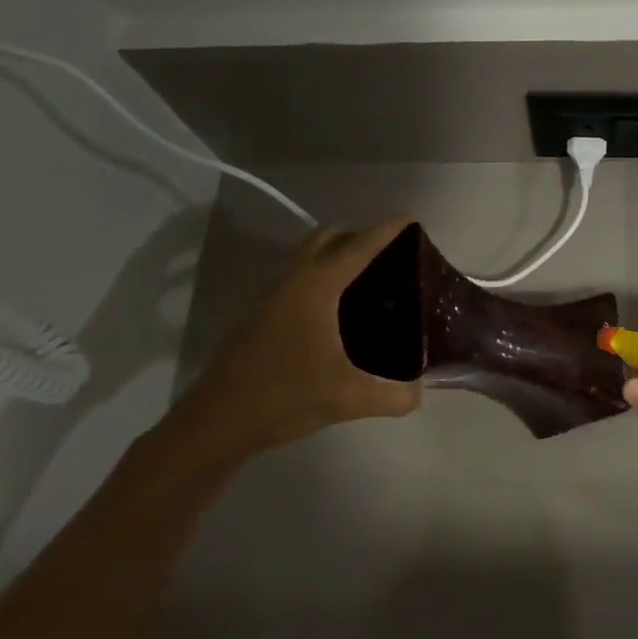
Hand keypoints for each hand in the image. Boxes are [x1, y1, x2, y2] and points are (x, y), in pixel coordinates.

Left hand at [169, 216, 422, 465]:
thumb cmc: (285, 396)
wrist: (218, 421)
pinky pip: (301, 277)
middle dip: (360, 235)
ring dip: (339, 254)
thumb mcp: (348, 399)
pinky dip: (325, 276)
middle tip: (392, 254)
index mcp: (317, 287)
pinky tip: (341, 310)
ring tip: (372, 278)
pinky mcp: (264, 315)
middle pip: (328, 237)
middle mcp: (294, 281)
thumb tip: (419, 392)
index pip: (358, 246)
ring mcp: (274, 296)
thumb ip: (394, 395)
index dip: (387, 230)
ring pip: (310, 256)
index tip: (411, 218)